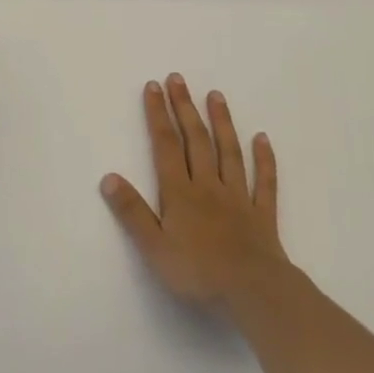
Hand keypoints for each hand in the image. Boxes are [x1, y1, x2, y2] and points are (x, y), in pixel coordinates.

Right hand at [101, 73, 286, 316]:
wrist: (253, 294)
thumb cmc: (198, 274)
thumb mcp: (154, 248)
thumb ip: (132, 213)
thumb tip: (109, 177)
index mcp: (181, 193)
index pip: (166, 146)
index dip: (158, 115)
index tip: (154, 86)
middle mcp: (208, 186)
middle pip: (196, 140)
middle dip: (185, 107)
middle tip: (178, 79)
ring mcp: (238, 197)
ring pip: (229, 152)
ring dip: (222, 122)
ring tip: (216, 95)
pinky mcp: (262, 214)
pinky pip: (264, 181)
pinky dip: (264, 159)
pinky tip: (262, 138)